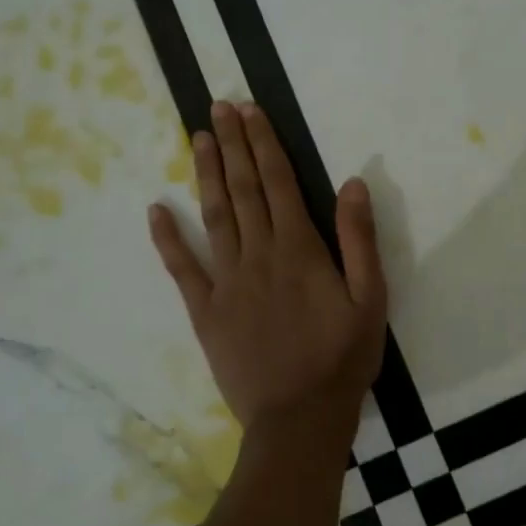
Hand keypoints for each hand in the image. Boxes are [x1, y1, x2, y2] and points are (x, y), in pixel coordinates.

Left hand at [149, 102, 387, 451]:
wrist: (300, 418)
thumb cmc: (342, 358)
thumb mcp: (370, 298)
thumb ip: (359, 239)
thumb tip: (351, 182)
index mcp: (299, 249)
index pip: (278, 182)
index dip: (264, 144)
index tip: (251, 112)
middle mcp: (258, 254)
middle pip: (243, 189)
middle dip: (233, 145)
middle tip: (219, 107)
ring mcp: (226, 282)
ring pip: (214, 216)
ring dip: (206, 175)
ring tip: (199, 139)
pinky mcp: (205, 311)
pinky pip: (182, 269)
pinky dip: (167, 239)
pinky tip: (155, 211)